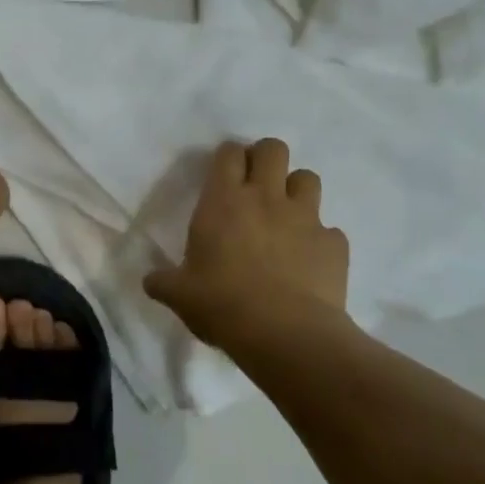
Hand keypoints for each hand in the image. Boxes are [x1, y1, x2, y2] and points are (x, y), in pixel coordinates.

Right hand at [144, 139, 354, 355]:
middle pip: (273, 149)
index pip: (229, 153)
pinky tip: (309, 260)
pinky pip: (329, 230)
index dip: (228, 157)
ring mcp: (305, 217)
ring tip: (286, 215)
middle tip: (256, 183)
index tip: (224, 173)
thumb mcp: (180, 294)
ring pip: (308, 178)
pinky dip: (320, 239)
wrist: (285, 334)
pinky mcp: (334, 243)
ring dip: (296, 190)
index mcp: (223, 200)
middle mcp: (266, 197)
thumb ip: (164, 281)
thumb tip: (150, 281)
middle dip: (265, 158)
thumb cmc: (222, 304)